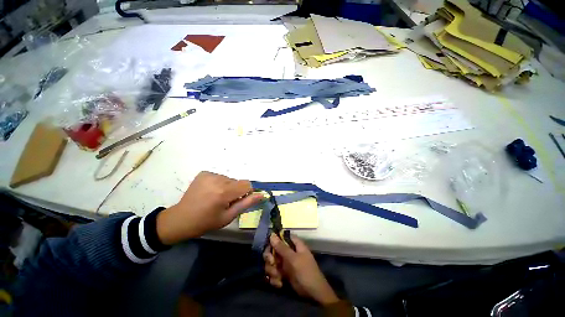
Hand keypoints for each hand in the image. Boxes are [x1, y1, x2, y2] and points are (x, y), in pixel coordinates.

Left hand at [156, 171, 263, 244]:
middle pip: (238, 182)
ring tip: (216, 197)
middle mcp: (218, 180)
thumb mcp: (229, 216)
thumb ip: (247, 203)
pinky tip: (210, 192)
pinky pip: (220, 176)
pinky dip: (219, 183)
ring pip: (230, 179)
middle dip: (236, 191)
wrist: (181, 219)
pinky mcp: (204, 173)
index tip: (238, 201)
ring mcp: (210, 175)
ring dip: (227, 187)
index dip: (246, 193)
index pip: (247, 184)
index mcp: (224, 192)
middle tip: (224, 202)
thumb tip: (262, 195)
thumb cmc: (206, 221)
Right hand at [263, 233, 338, 304]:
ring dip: (272, 271)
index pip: (281, 237)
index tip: (269, 248)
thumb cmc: (306, 272)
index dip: (273, 240)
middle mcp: (288, 252)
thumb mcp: (294, 259)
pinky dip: (275, 279)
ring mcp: (285, 263)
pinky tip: (280, 284)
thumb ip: (282, 248)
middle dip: (271, 258)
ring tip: (278, 277)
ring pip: (272, 263)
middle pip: (273, 250)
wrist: (313, 294)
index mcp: (293, 244)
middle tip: (273, 264)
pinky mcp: (283, 274)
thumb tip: (272, 234)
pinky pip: (273, 273)